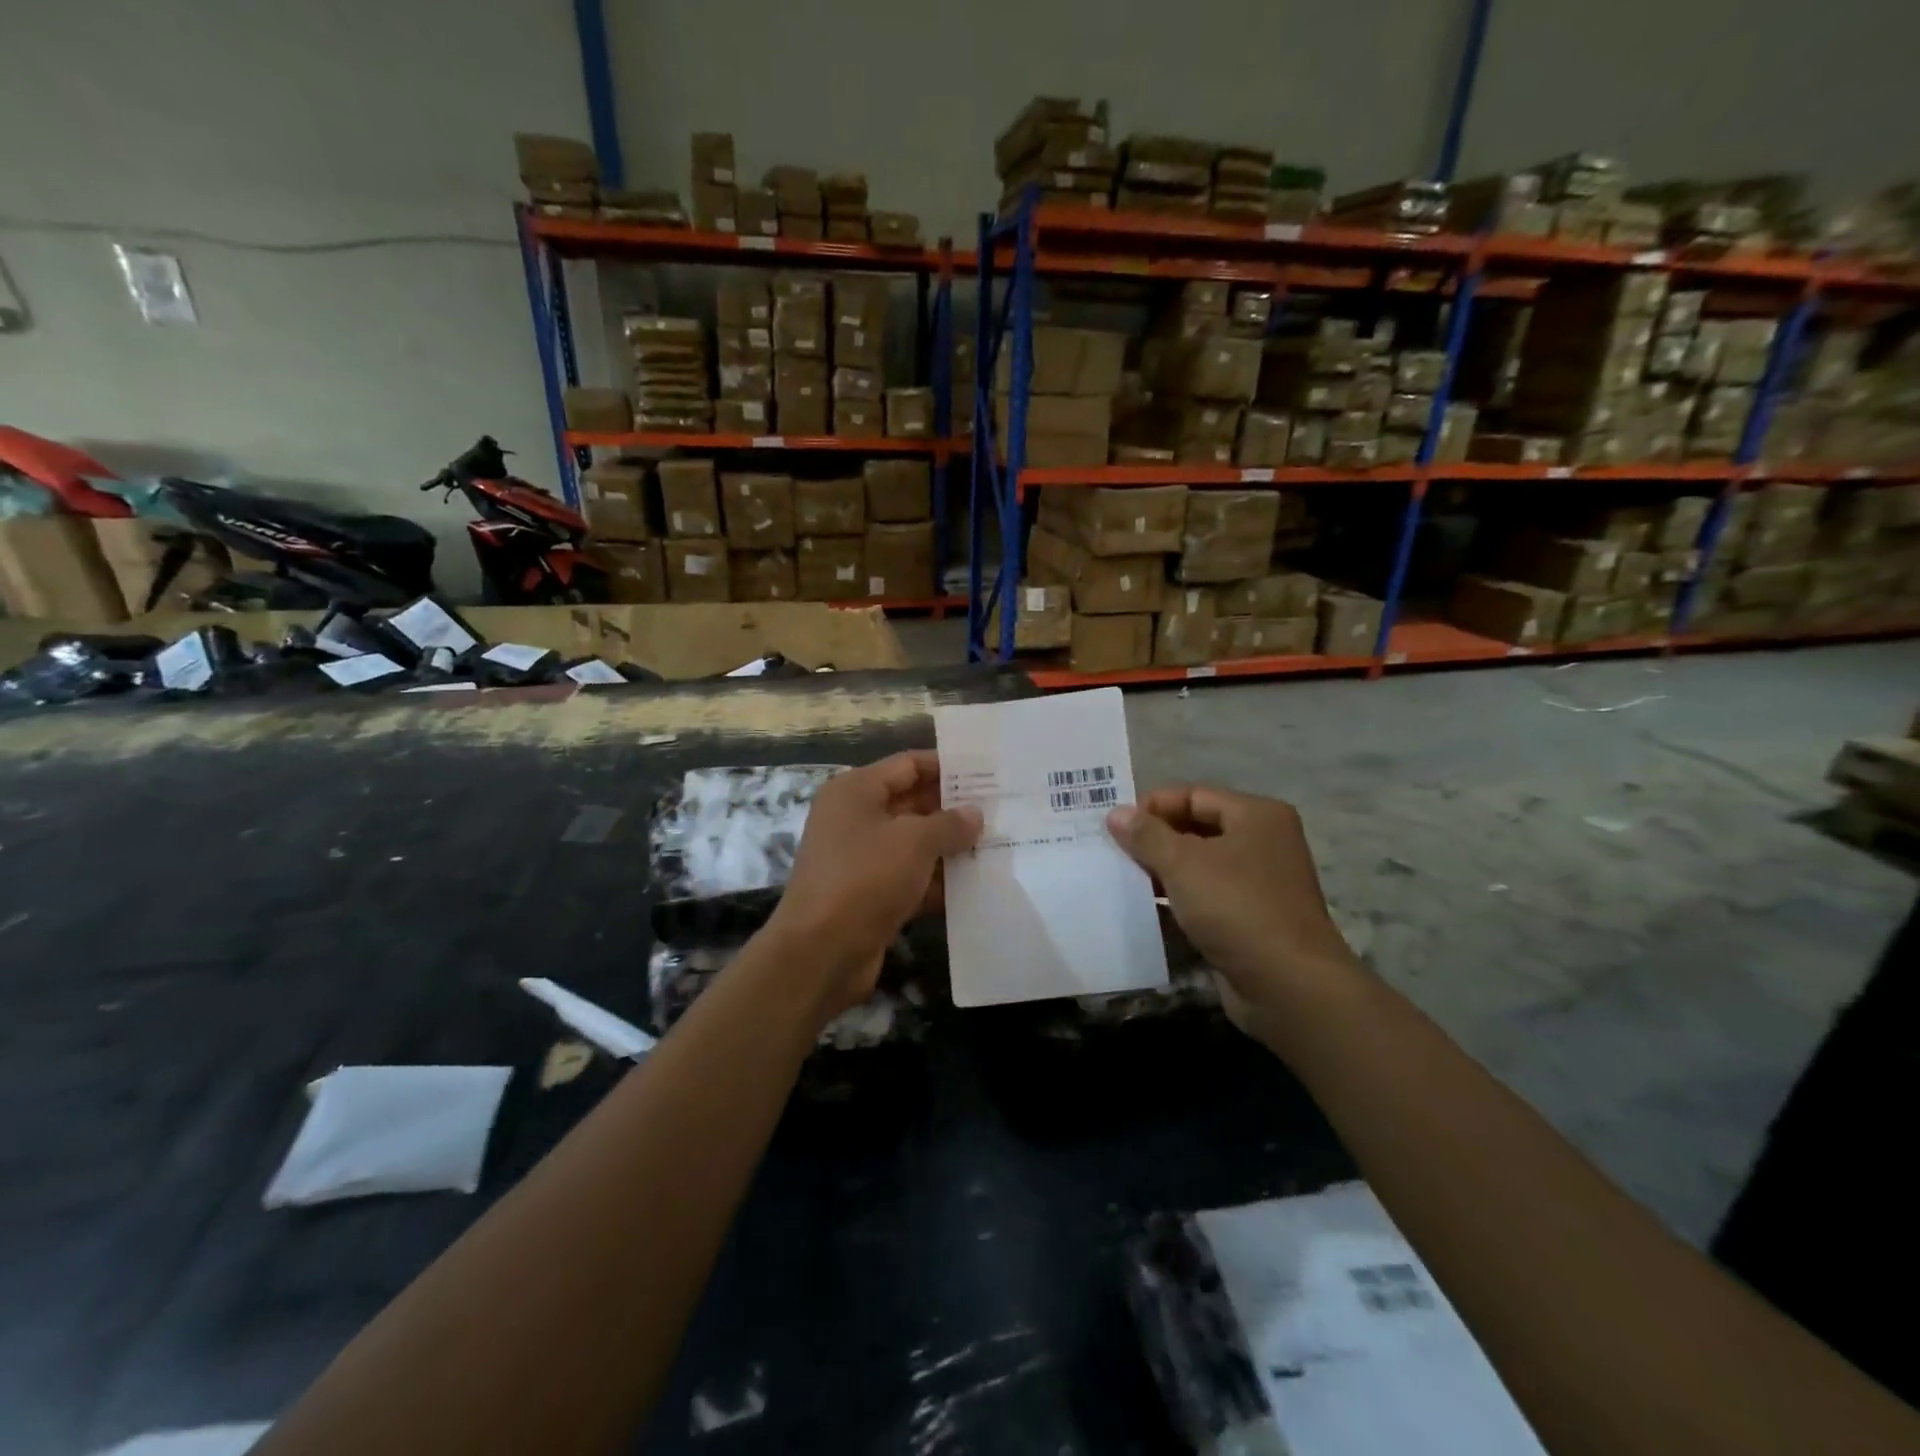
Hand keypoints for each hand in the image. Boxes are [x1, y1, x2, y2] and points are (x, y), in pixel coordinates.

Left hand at [767, 751, 981, 1019]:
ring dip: (951, 847)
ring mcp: (862, 860)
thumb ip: (949, 823)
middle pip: (913, 803)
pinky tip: (977, 885)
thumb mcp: (914, 842)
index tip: (987, 774)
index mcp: (856, 791)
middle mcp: (855, 819)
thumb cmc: (865, 878)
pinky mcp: (871, 896)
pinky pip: (911, 879)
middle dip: (954, 809)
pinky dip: (939, 882)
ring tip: (999, 845)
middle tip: (1001, 811)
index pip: (908, 765)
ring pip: (915, 844)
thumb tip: (974, 814)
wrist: (821, 953)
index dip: (947, 767)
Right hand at [1106, 786, 1364, 1045]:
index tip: (1114, 825)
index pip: (1194, 795)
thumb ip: (1147, 835)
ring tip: (1119, 880)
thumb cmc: (1237, 908)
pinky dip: (1175, 904)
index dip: (1152, 806)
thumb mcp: (1183, 863)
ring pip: (1197, 867)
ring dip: (1160, 873)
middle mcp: (1261, 844)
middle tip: (1110, 851)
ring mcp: (1257, 885)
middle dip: (1153, 840)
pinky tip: (1141, 913)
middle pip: (1195, 829)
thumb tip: (1117, 813)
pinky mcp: (1248, 921)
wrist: (1289, 987)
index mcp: (1255, 816)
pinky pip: (1203, 901)